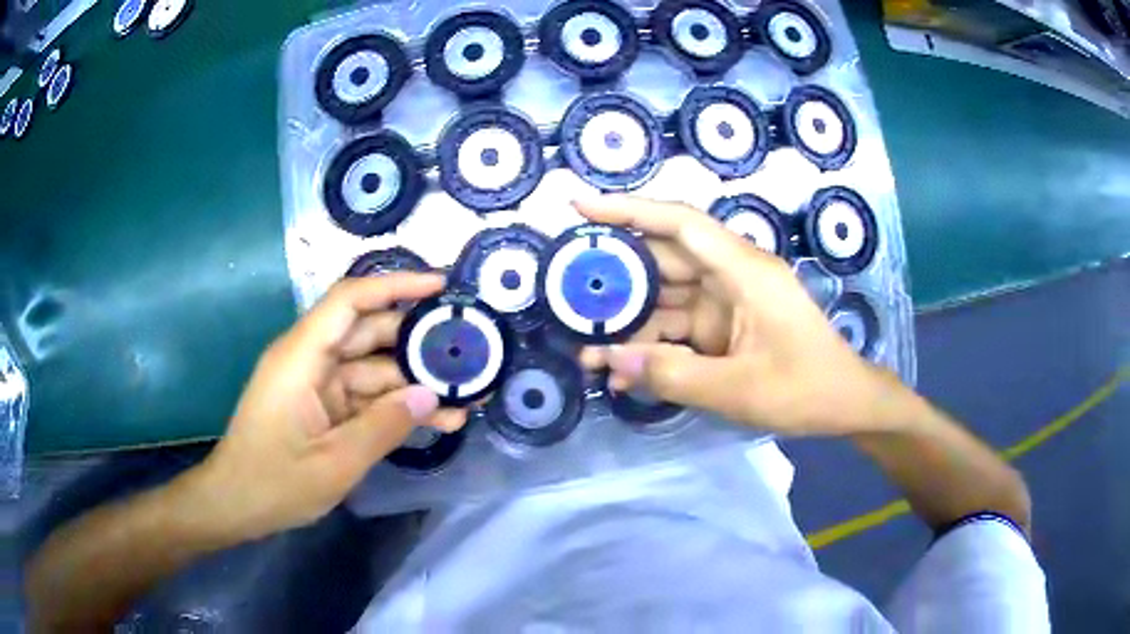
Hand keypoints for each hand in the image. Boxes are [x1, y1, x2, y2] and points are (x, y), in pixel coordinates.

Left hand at [187, 273, 463, 541]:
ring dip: (414, 382)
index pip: (351, 300)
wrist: (235, 505)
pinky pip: (366, 398)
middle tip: (469, 350)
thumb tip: (431, 395)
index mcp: (302, 356)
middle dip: (417, 340)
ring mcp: (318, 385)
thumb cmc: (273, 482)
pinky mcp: (324, 408)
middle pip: (370, 333)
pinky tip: (438, 419)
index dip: (396, 285)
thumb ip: (384, 426)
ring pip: (374, 369)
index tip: (442, 285)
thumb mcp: (334, 462)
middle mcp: (311, 360)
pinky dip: (397, 407)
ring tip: (465, 393)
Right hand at [578, 195, 903, 436]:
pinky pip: (680, 327)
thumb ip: (673, 375)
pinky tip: (624, 370)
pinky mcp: (726, 327)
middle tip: (568, 300)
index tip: (580, 208)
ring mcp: (729, 302)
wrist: (846, 404)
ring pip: (667, 298)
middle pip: (663, 262)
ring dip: (631, 323)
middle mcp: (733, 276)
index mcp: (744, 271)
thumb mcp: (739, 390)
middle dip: (616, 282)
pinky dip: (653, 346)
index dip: (628, 210)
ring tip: (588, 353)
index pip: (679, 224)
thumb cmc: (805, 389)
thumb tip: (611, 362)